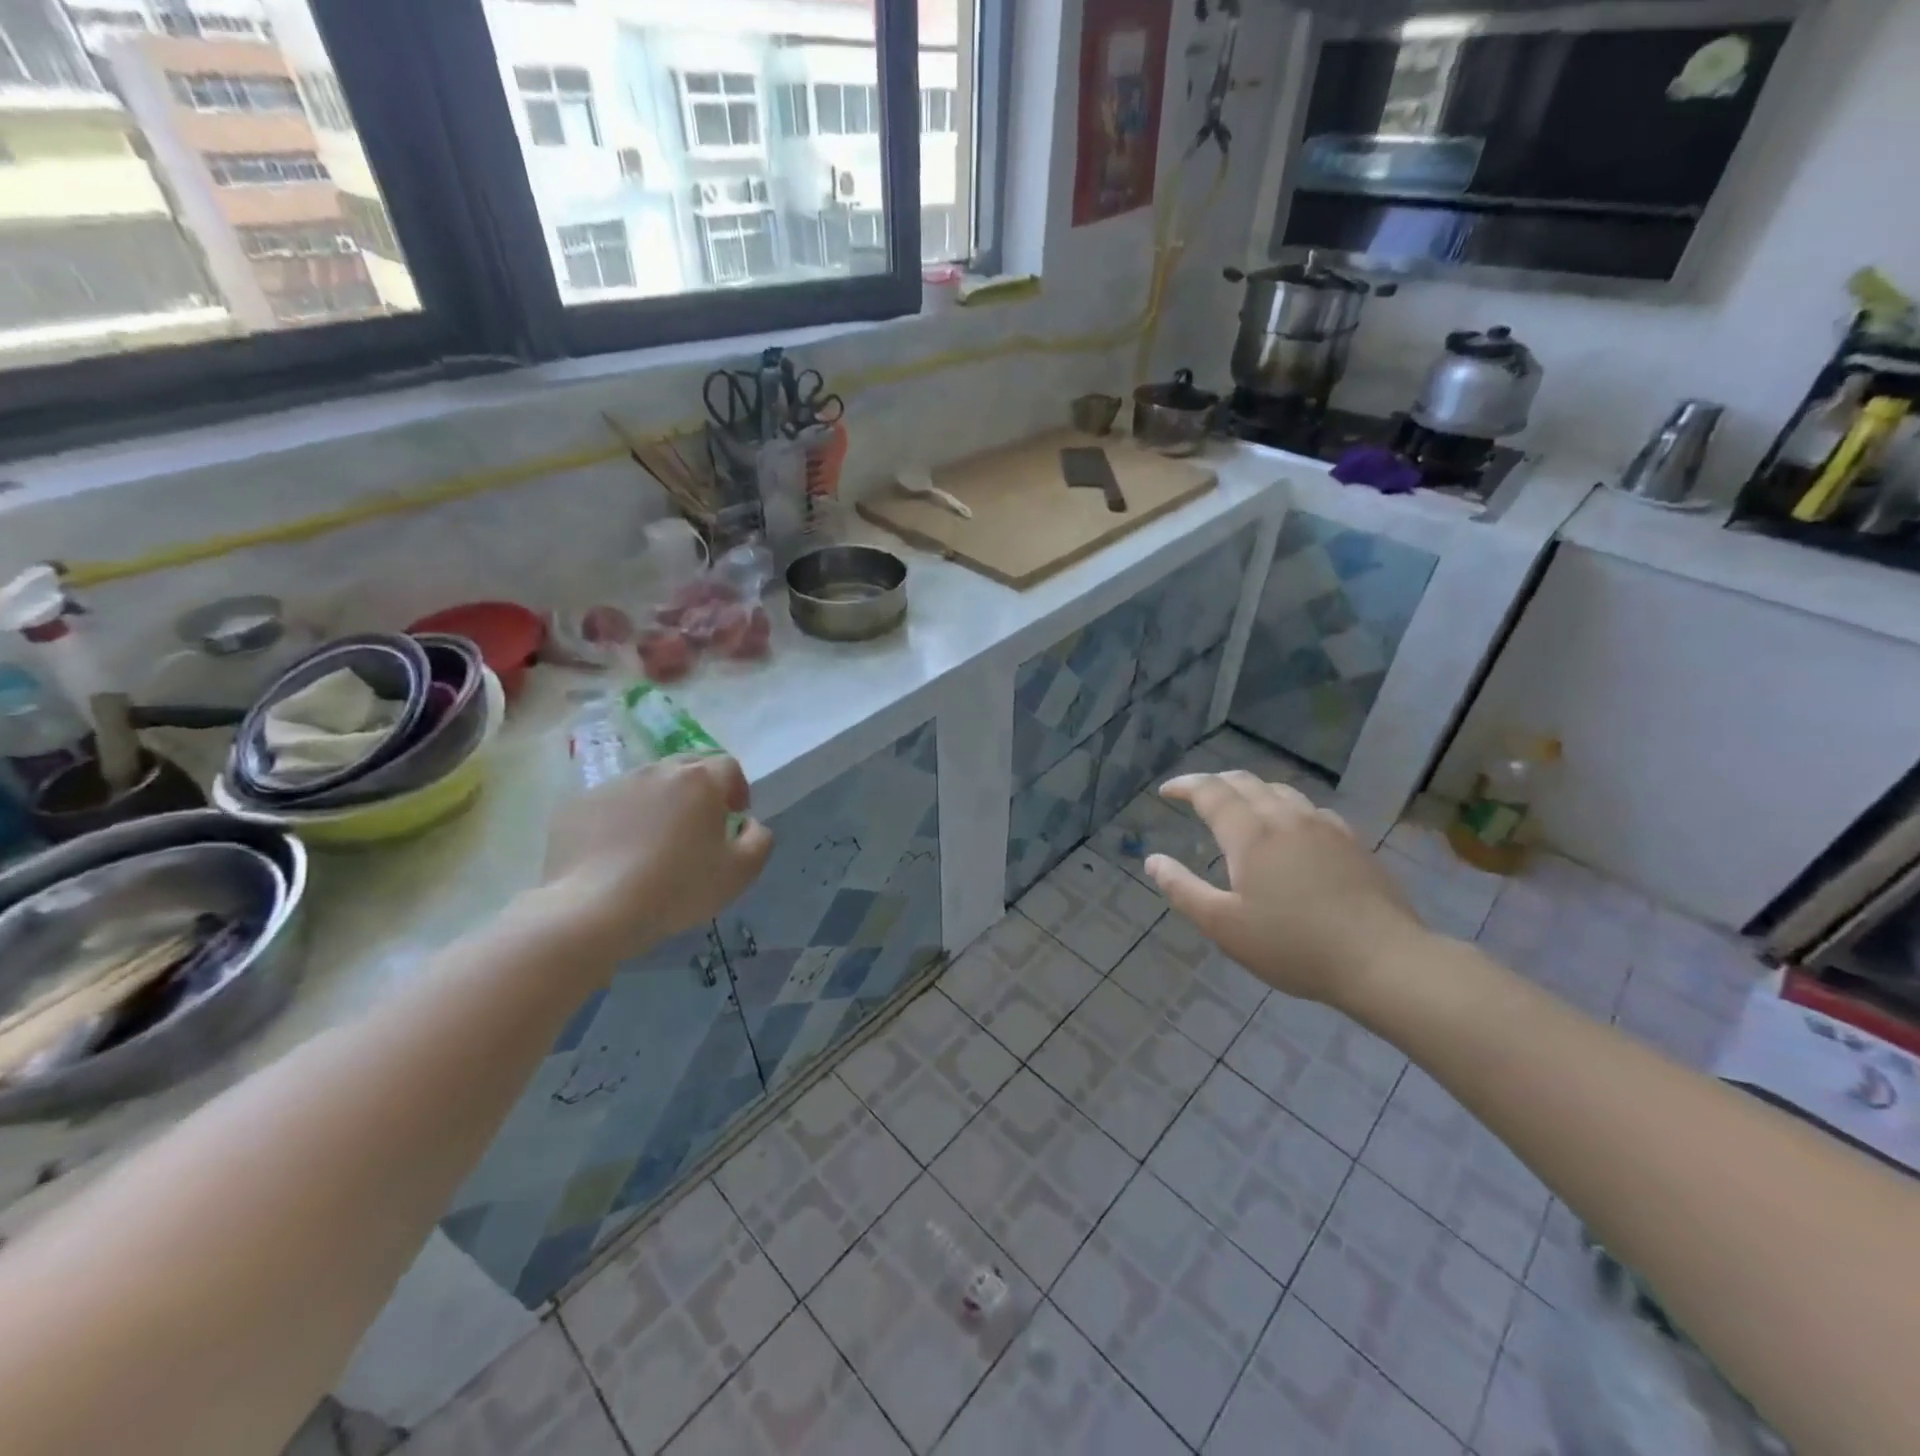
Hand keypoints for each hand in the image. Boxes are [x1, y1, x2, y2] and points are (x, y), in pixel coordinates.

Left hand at [541, 755, 772, 957]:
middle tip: (698, 825)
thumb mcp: (740, 872)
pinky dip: (623, 818)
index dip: (737, 789)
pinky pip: (613, 803)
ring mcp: (614, 785)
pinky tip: (620, 852)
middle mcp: (657, 771)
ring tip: (656, 840)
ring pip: (648, 783)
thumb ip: (759, 839)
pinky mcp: (578, 805)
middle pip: (687, 766)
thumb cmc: (678, 888)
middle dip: (700, 789)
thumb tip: (748, 824)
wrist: (594, 909)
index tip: (733, 818)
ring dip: (660, 801)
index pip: (728, 766)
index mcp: (700, 780)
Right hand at [1145, 771, 1428, 1005]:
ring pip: (1279, 790)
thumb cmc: (1293, 945)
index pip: (1211, 791)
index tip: (1166, 792)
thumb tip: (1153, 861)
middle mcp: (1285, 817)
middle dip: (1214, 783)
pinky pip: (1308, 809)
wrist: (1383, 960)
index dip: (1185, 786)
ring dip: (1250, 791)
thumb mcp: (1224, 926)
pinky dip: (1284, 807)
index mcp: (1250, 834)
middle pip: (1245, 782)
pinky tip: (1288, 830)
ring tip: (1238, 808)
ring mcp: (1324, 826)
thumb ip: (1183, 890)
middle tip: (1196, 796)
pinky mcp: (1352, 841)